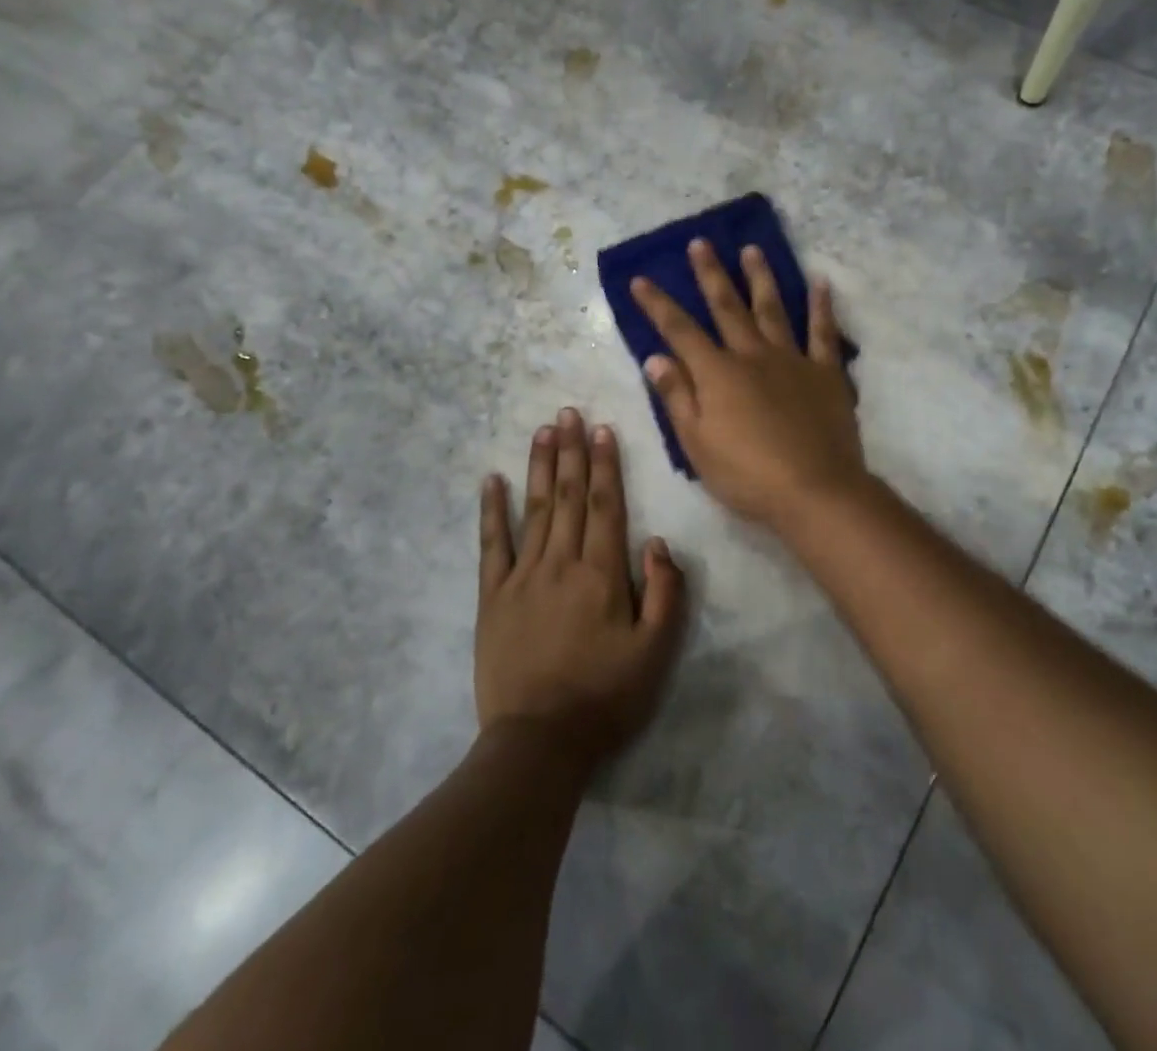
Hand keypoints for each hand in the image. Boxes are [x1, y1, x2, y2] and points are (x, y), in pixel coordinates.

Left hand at [475, 409, 686, 767]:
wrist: (538, 743)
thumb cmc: (605, 699)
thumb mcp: (656, 654)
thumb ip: (665, 593)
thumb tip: (657, 542)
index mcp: (601, 574)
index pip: (604, 505)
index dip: (604, 465)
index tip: (601, 429)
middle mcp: (560, 563)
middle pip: (567, 496)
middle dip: (571, 451)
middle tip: (569, 412)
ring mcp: (521, 577)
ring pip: (534, 509)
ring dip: (539, 466)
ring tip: (543, 430)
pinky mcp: (492, 597)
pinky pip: (491, 545)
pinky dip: (491, 510)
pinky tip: (491, 480)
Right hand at [629, 239, 867, 528]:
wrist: (815, 490)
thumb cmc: (747, 474)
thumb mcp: (697, 443)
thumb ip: (677, 397)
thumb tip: (655, 357)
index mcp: (717, 374)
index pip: (679, 331)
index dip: (658, 305)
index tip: (641, 279)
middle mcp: (752, 355)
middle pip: (727, 307)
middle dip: (710, 274)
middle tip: (700, 243)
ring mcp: (792, 360)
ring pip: (772, 309)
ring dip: (760, 277)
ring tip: (752, 249)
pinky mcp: (825, 372)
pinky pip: (823, 332)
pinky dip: (821, 306)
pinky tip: (820, 282)